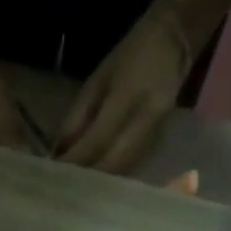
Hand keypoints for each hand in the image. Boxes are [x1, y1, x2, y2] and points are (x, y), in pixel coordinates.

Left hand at [56, 12, 189, 173]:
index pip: (97, 140)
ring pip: (122, 172)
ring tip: (74, 190)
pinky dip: (111, 178)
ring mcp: (156, 135)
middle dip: (84, 180)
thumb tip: (58, 154)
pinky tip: (95, 184)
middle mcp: (145, 120)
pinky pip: (131, 169)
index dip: (74, 161)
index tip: (53, 175)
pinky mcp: (158, 144)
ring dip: (97, 184)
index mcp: (129, 97)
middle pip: (111, 165)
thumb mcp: (97, 80)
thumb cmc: (131, 56)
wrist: (177, 40)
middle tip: (61, 189)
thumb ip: (77, 118)